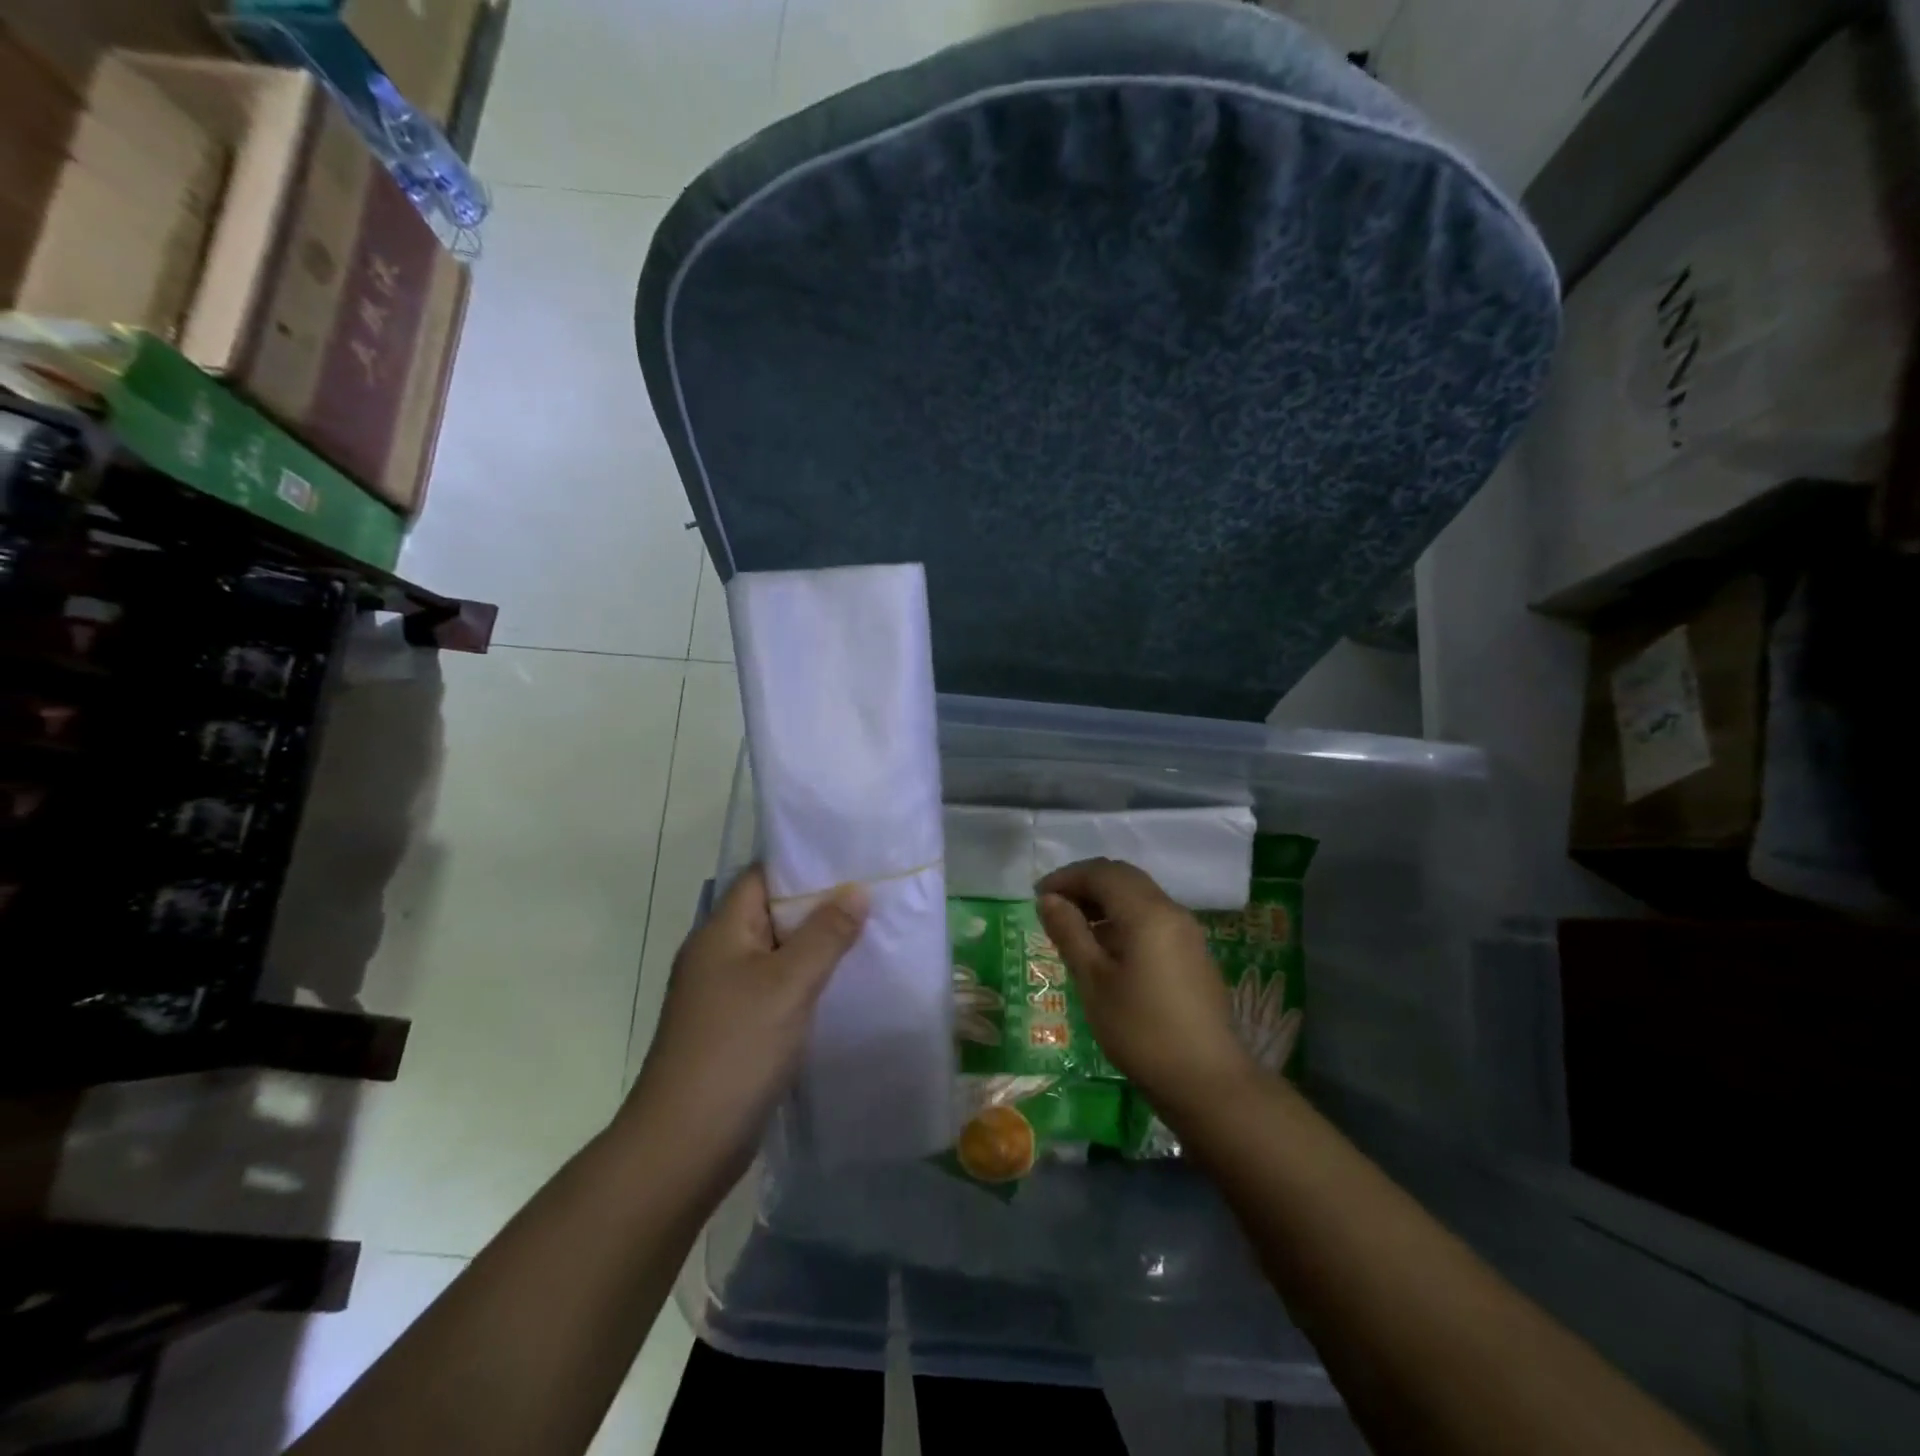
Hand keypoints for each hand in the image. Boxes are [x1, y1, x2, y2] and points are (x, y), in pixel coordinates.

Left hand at [627, 865, 866, 1169]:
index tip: (850, 862)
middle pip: (771, 913)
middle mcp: (717, 955)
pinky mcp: (733, 1028)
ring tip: (867, 935)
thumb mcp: (788, 985)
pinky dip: (805, 982)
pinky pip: (774, 989)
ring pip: (777, 954)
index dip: (803, 865)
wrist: (683, 1146)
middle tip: (871, 897)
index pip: (761, 877)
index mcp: (720, 932)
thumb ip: (825, 934)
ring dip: (815, 946)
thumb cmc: (735, 1050)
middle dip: (818, 906)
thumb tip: (857, 889)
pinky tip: (841, 987)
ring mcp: (723, 994)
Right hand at [1037, 858, 1255, 1117]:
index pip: (1102, 873)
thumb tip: (1049, 899)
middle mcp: (1171, 911)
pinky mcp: (1194, 953)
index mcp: (1147, 912)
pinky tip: (1107, 949)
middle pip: (1124, 878)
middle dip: (1086, 884)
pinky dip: (1124, 918)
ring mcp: (1187, 932)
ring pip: (1140, 896)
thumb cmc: (1141, 1030)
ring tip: (1074, 928)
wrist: (1208, 1081)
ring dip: (1105, 901)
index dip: (1067, 877)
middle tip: (1054, 907)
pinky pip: (1153, 918)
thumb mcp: (1094, 981)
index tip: (1038, 896)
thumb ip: (1070, 933)